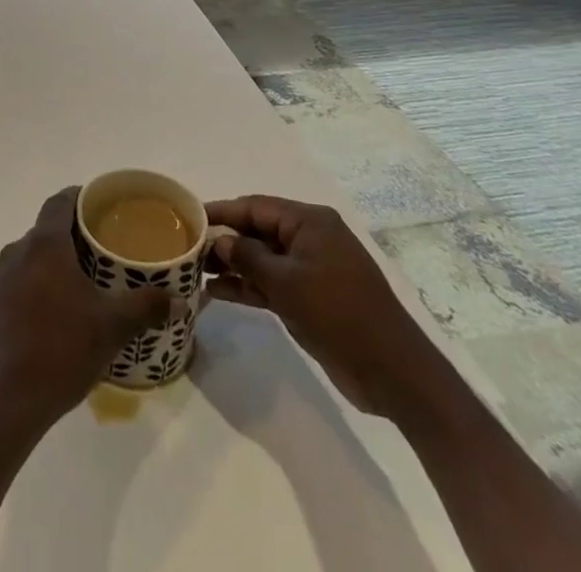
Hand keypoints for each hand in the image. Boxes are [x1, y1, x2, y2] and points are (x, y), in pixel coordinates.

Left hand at [0, 187, 171, 439]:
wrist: (3, 402)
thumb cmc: (60, 350)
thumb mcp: (112, 327)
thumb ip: (146, 307)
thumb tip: (181, 299)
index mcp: (44, 243)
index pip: (61, 200)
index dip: (83, 197)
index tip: (106, 206)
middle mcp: (19, 252)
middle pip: (49, 227)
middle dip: (77, 233)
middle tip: (108, 246)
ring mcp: (2, 280)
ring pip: (35, 255)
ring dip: (60, 260)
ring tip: (91, 279)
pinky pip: (24, 279)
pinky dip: (45, 282)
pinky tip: (65, 311)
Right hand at [206, 195, 436, 421]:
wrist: (393, 373)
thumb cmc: (340, 314)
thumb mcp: (288, 283)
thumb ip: (248, 258)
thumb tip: (220, 241)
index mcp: (309, 222)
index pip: (255, 207)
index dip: (221, 211)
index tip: (187, 218)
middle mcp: (309, 238)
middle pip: (257, 231)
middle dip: (224, 241)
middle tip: (186, 250)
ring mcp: (310, 269)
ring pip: (262, 259)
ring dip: (232, 266)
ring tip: (194, 274)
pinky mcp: (310, 298)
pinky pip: (272, 283)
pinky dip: (248, 287)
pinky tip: (217, 293)